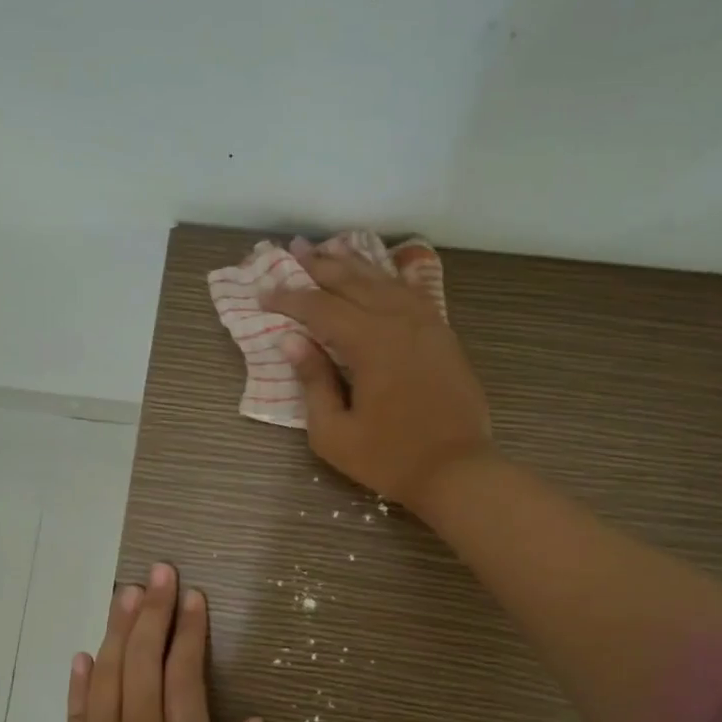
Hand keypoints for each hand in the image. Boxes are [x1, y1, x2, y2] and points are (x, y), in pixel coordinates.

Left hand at [56, 563, 268, 721]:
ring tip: (128, 592)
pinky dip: (80, 676)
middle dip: (155, 610)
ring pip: (109, 672)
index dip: (190, 630)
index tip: (193, 596)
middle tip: (160, 571)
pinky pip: (76, 707)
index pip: (185, 674)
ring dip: (119, 628)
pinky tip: (85, 651)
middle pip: (145, 659)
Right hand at [260, 236, 492, 509]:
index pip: (320, 308)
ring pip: (385, 282)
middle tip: (294, 250)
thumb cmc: (390, 458)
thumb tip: (293, 342)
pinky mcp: (444, 336)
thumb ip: (313, 382)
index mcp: (370, 343)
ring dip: (355, 265)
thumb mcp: (334, 433)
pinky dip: (393, 279)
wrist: (458, 471)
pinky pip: (414, 294)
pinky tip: (386, 273)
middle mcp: (399, 321)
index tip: (263, 294)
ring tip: (331, 250)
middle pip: (354, 282)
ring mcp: (427, 325)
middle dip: (320, 266)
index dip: (289, 299)